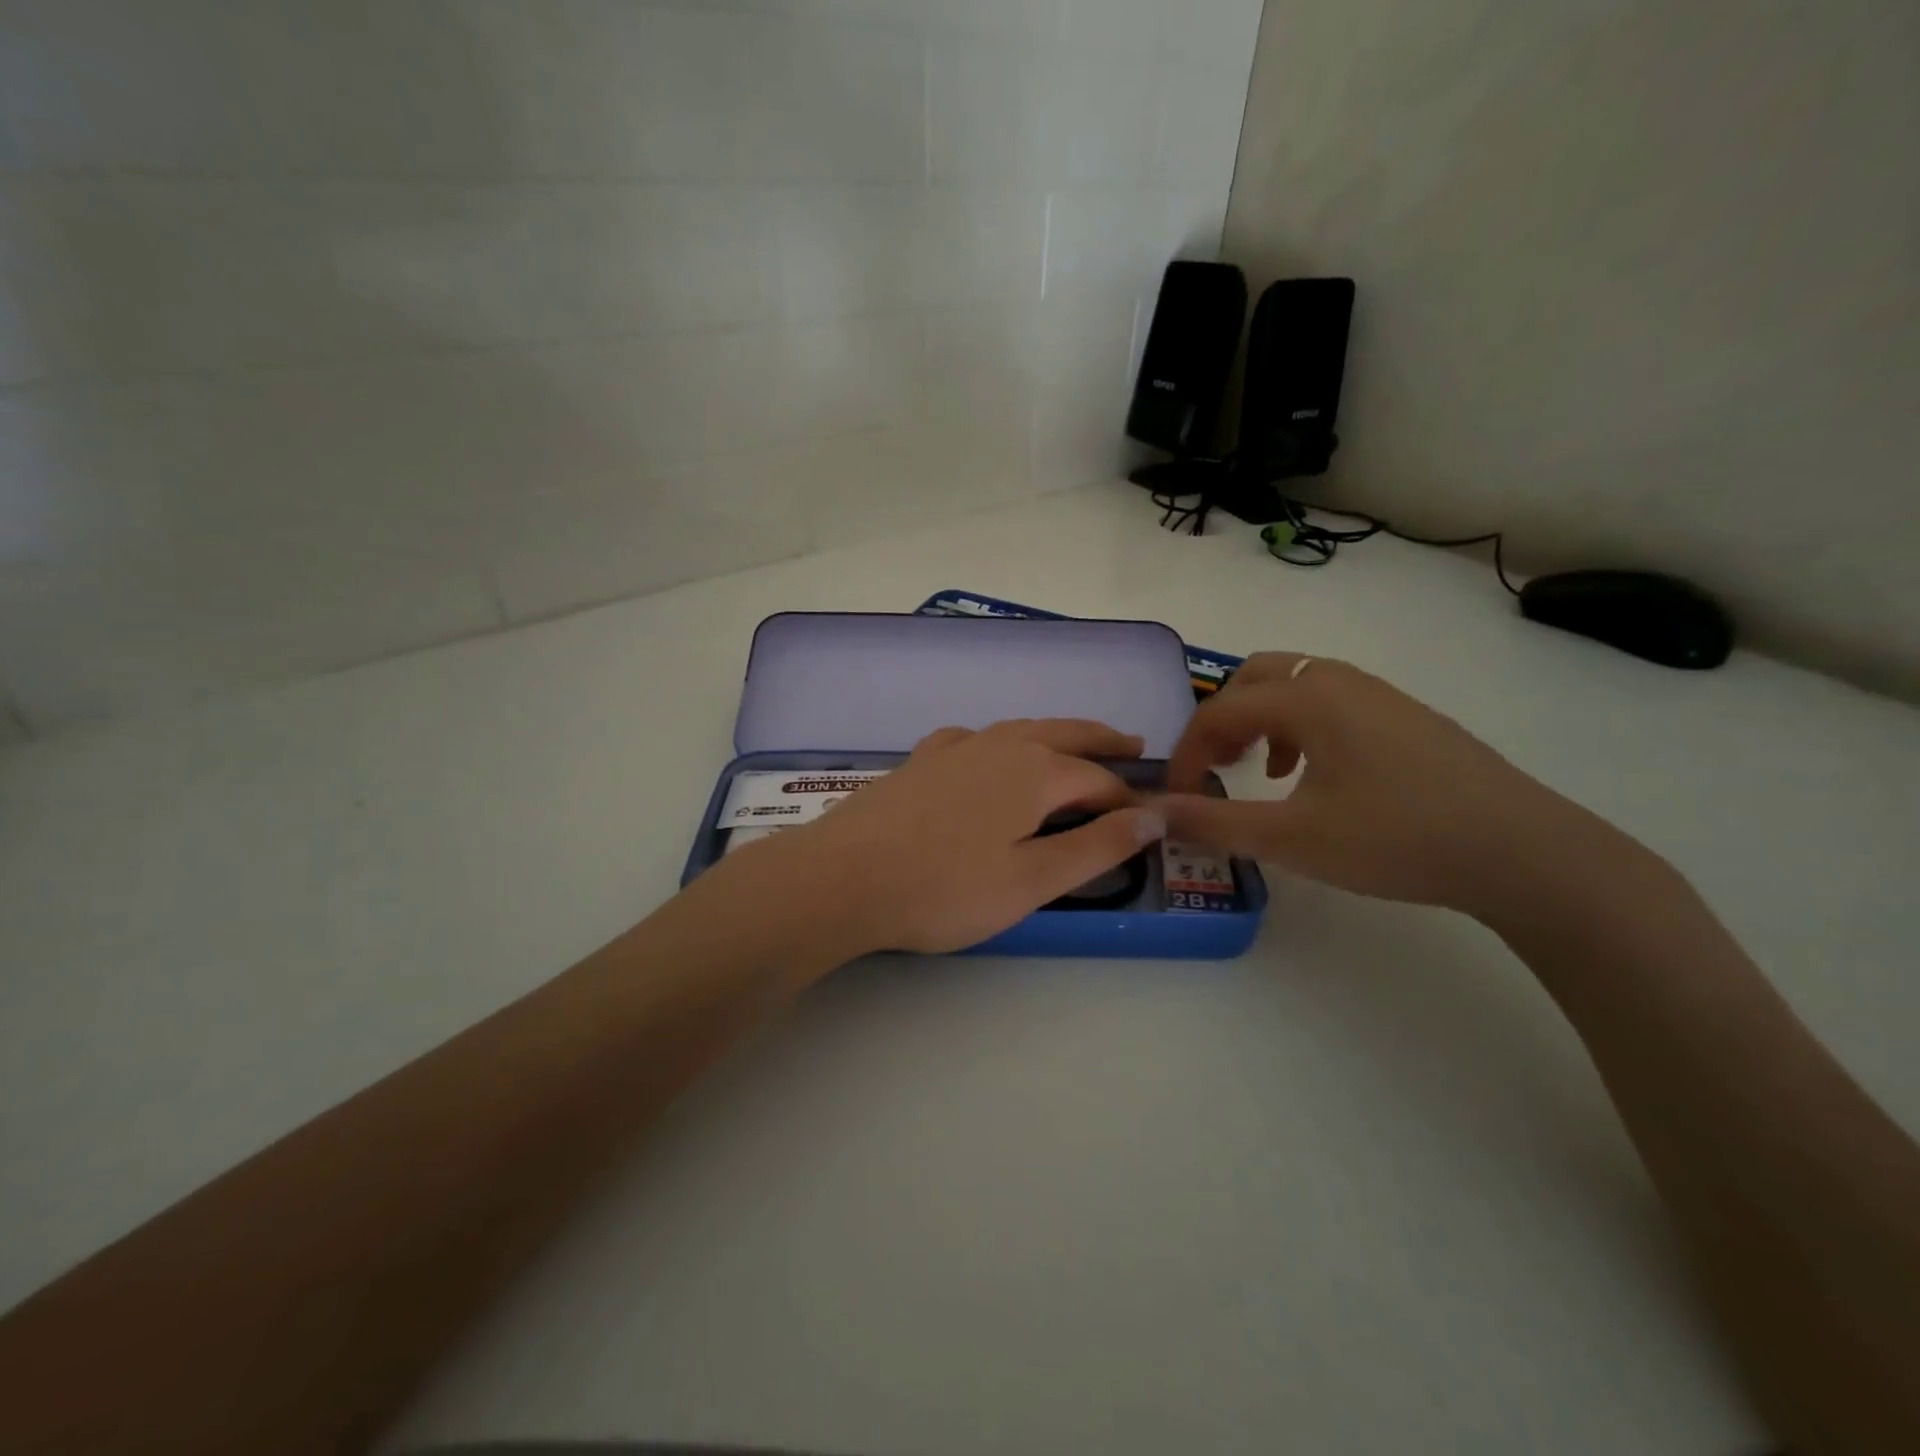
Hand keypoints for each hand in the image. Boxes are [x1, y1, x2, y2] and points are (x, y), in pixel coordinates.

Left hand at [741, 719, 1165, 955]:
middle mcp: (1000, 745)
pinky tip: (988, 752)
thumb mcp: (1032, 880)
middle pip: (1065, 733)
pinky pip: (974, 739)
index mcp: (1035, 770)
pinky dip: (999, 741)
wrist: (843, 877)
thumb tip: (1154, 816)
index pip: (1098, 780)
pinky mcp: (921, 760)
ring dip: (1056, 734)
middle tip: (1134, 744)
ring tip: (1074, 743)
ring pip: (1020, 729)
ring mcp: (956, 748)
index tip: (1145, 822)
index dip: (1126, 802)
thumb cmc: (945, 888)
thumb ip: (1096, 847)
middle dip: (1102, 740)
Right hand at [1162, 653, 1616, 921]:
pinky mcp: (1406, 716)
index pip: (1219, 711)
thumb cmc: (1396, 839)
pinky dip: (1301, 725)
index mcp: (1307, 699)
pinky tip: (1317, 776)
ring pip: (1295, 685)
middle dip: (1222, 719)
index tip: (1179, 797)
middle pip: (1254, 677)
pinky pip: (1331, 701)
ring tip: (1261, 770)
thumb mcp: (1292, 839)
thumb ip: (1215, 823)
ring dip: (1262, 719)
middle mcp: (1338, 681)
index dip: (1187, 753)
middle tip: (1216, 767)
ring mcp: (1379, 694)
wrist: (1522, 851)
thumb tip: (1156, 812)